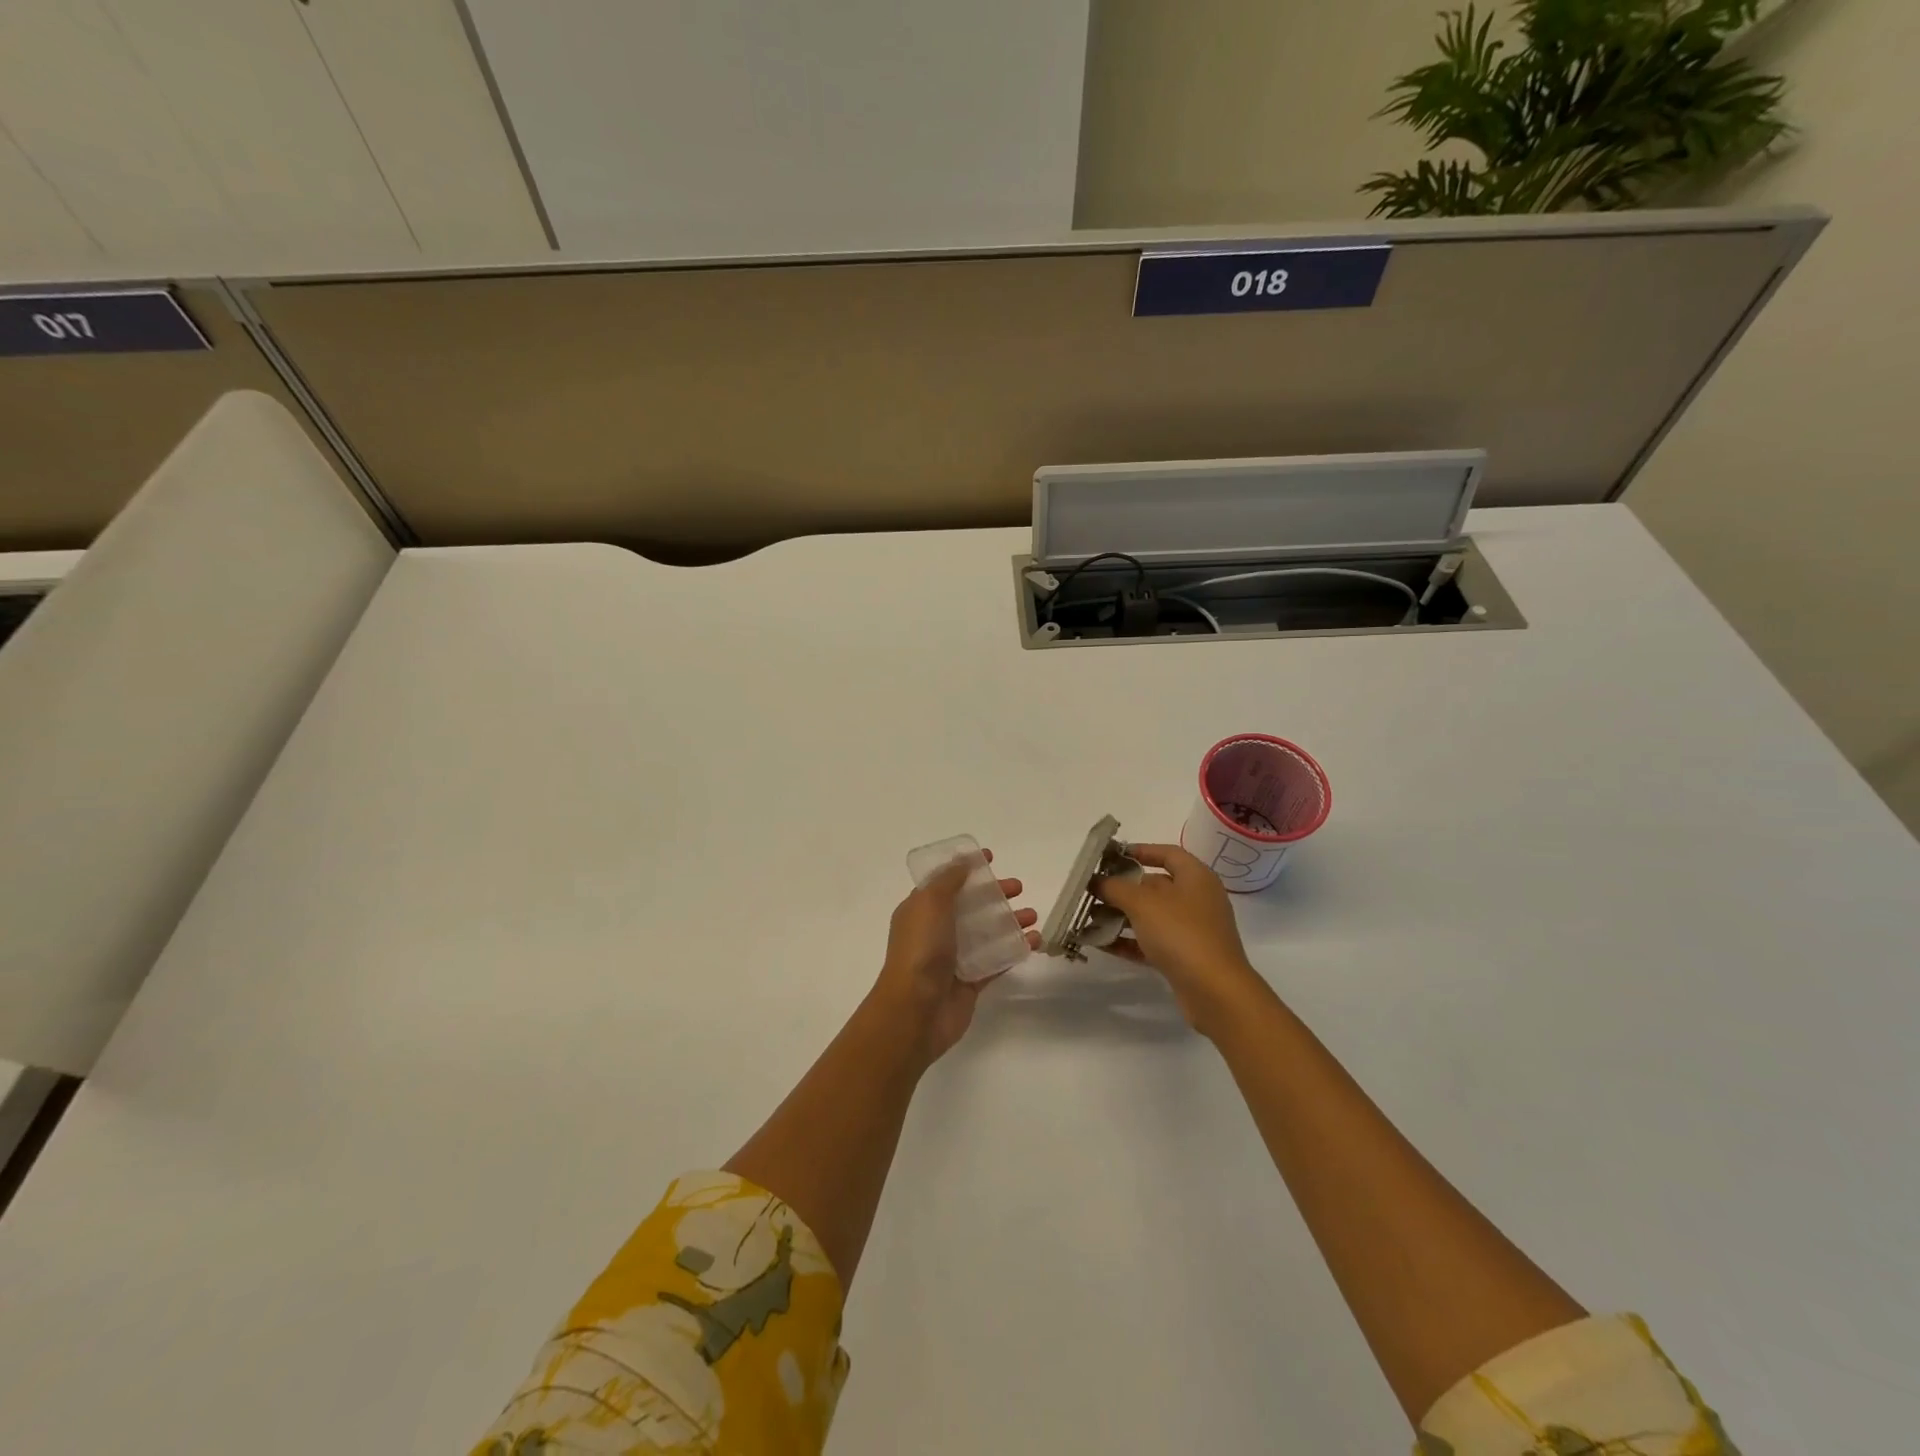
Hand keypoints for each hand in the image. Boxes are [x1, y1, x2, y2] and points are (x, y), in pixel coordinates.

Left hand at [868, 851, 1038, 1063]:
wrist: (916, 1010)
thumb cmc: (921, 950)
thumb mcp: (930, 903)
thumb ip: (949, 880)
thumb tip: (964, 861)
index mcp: (920, 910)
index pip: (945, 882)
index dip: (966, 868)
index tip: (990, 858)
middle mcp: (936, 931)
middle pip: (969, 906)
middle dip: (994, 894)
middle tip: (1018, 888)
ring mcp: (954, 958)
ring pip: (986, 933)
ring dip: (1009, 921)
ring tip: (1033, 915)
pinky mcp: (971, 982)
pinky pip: (996, 961)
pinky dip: (1014, 949)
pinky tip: (1035, 941)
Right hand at [1094, 843, 1270, 1036]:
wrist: (1215, 992)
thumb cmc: (1181, 933)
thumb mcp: (1142, 903)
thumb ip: (1115, 887)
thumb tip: (1097, 881)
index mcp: (1196, 877)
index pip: (1168, 853)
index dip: (1141, 850)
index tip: (1112, 856)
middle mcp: (1197, 899)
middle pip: (1155, 886)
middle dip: (1122, 888)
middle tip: (1093, 891)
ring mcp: (1192, 930)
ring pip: (1151, 916)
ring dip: (1121, 916)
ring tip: (1089, 918)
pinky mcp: (1185, 957)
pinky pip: (1152, 942)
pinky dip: (1128, 941)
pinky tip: (1101, 944)